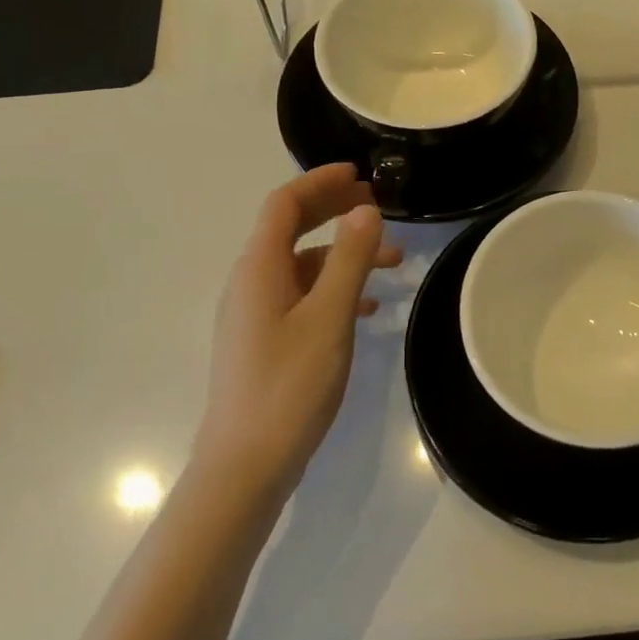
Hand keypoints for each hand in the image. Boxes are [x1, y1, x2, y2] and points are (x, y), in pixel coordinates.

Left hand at [197, 164, 400, 499]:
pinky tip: (367, 308)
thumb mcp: (329, 318)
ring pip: (303, 265)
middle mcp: (251, 282)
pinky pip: (302, 296)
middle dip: (334, 211)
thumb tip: (366, 209)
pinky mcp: (264, 340)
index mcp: (259, 268)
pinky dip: (334, 288)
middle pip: (291, 228)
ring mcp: (255, 313)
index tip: (360, 174)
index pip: (284, 204)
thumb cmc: (289, 386)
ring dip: (344, 255)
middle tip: (379, 206)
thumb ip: (350, 260)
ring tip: (393, 264)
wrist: (246, 465)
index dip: (320, 182)